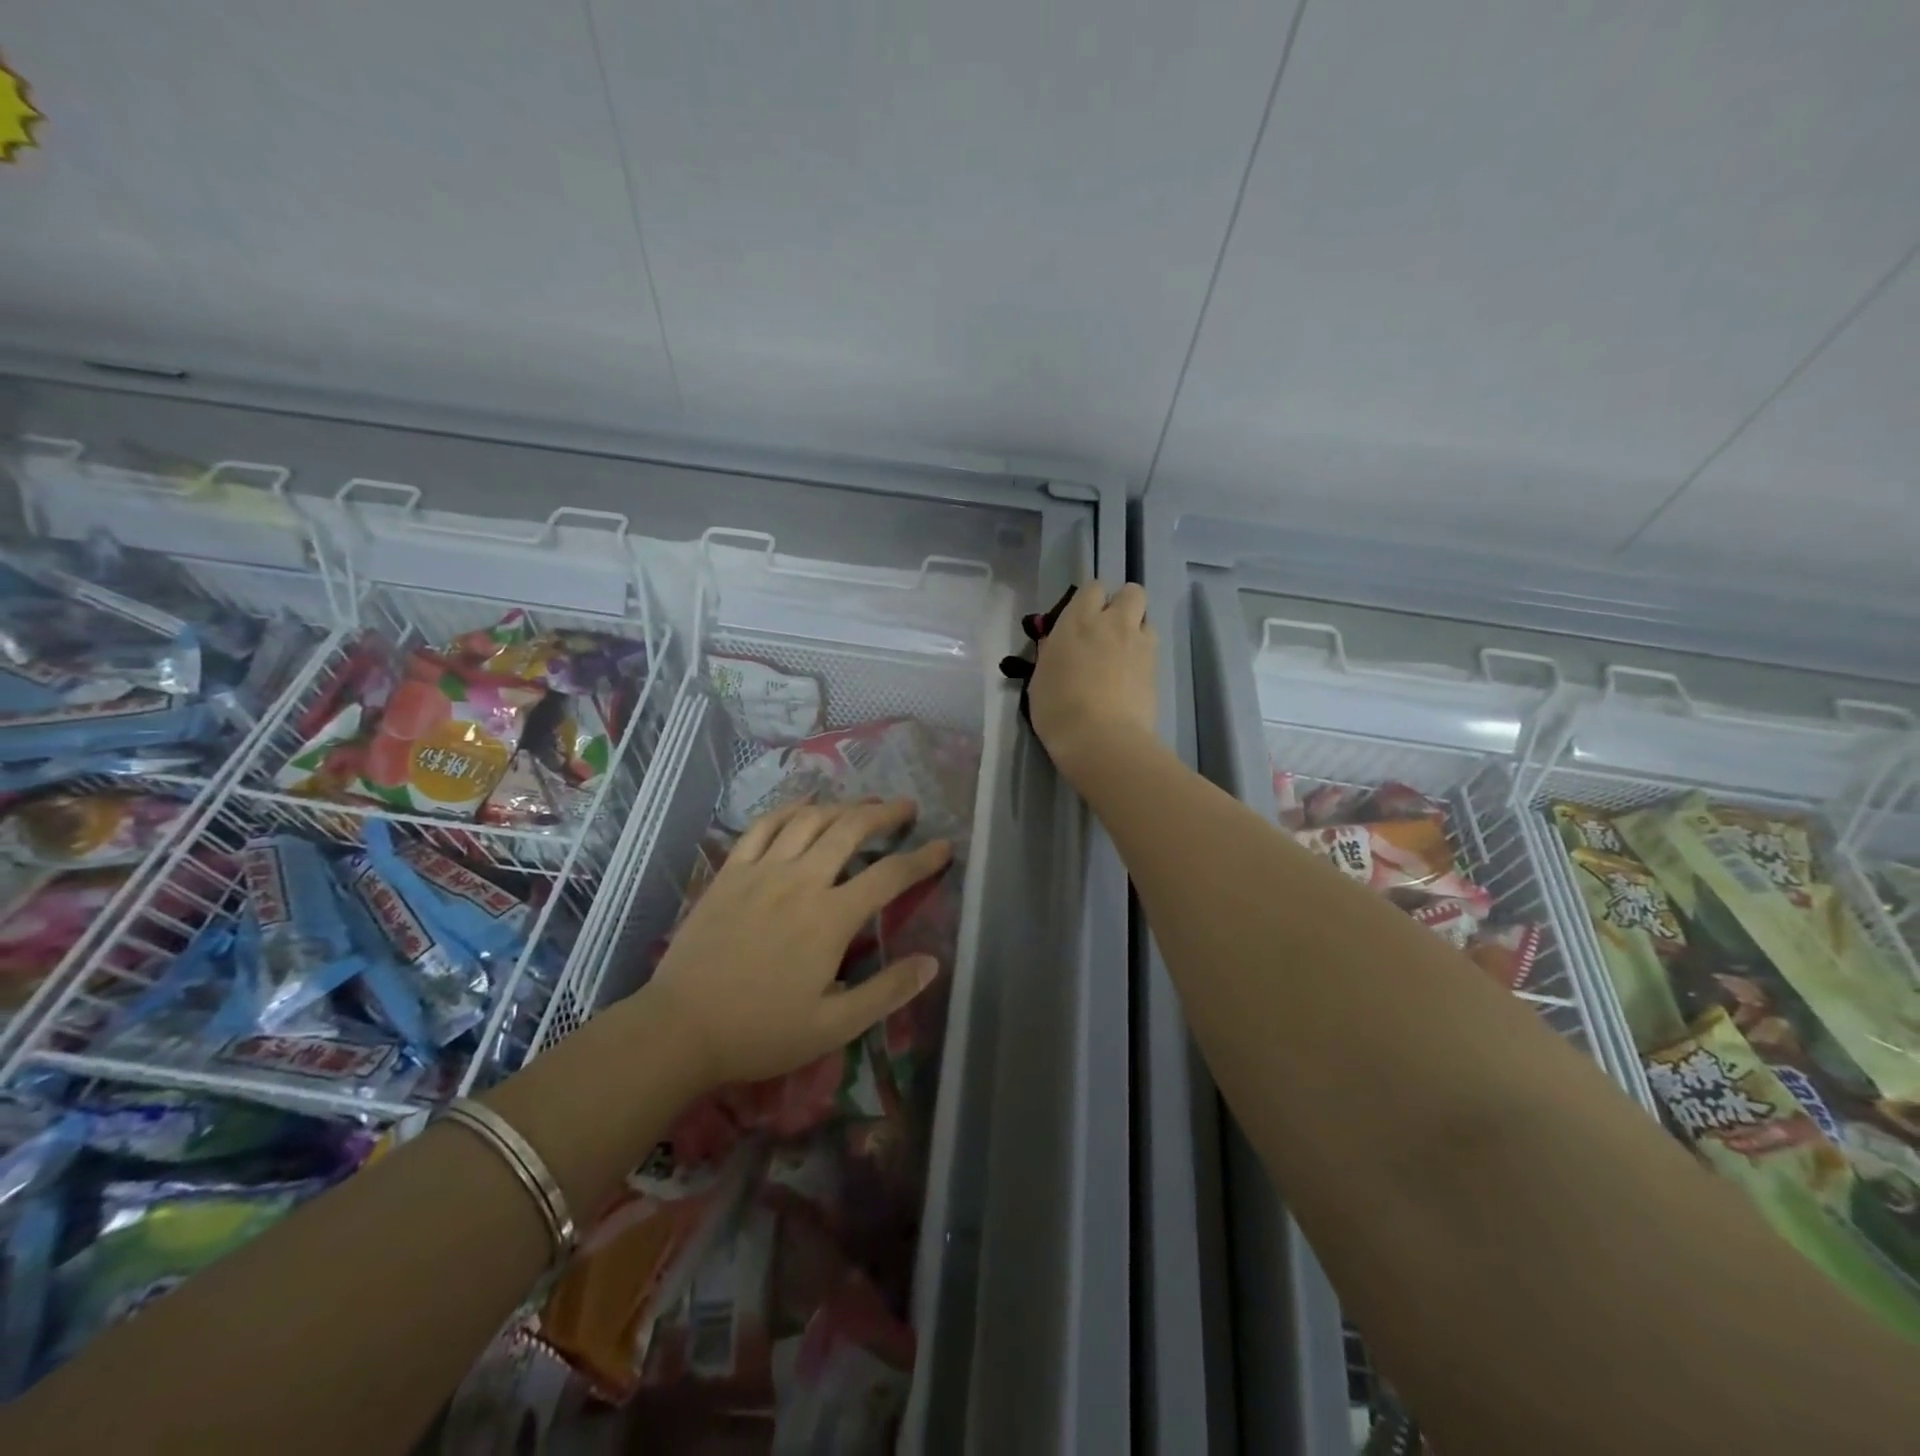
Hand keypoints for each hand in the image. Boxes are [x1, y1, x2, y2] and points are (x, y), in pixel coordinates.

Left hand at [639, 798, 951, 1092]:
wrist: (680, 1029)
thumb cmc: (760, 1032)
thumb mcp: (833, 1027)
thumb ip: (886, 993)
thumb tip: (932, 962)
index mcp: (830, 918)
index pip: (889, 876)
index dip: (922, 859)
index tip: (944, 846)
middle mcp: (801, 881)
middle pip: (850, 830)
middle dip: (884, 813)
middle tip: (905, 807)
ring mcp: (762, 871)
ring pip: (810, 820)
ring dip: (842, 805)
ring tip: (862, 803)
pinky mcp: (731, 872)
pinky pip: (763, 826)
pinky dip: (789, 809)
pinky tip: (804, 805)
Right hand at [1028, 579, 1157, 774]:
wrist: (1101, 740)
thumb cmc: (1058, 709)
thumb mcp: (1040, 678)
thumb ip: (1052, 652)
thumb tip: (1057, 643)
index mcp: (1078, 621)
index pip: (1092, 588)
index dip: (1090, 601)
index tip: (1081, 619)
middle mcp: (1113, 624)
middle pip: (1132, 592)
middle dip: (1123, 604)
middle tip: (1108, 630)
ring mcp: (1139, 645)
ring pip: (1147, 620)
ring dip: (1136, 630)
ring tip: (1122, 655)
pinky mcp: (1156, 669)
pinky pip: (1151, 650)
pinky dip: (1143, 657)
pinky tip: (1130, 679)